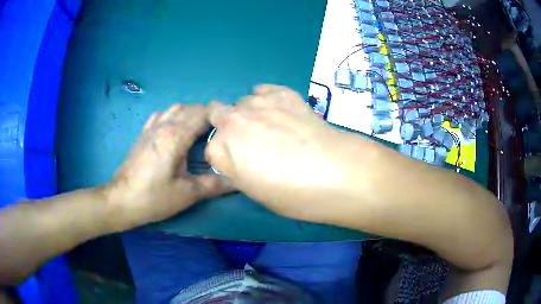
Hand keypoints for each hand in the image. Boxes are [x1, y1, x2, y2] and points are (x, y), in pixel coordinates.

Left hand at [105, 104, 232, 229]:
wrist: (122, 200)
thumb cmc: (154, 197)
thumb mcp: (187, 194)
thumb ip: (214, 185)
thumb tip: (238, 182)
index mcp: (175, 136)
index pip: (203, 113)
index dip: (219, 116)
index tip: (231, 127)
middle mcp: (163, 125)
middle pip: (191, 108)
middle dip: (208, 115)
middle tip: (219, 133)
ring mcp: (151, 127)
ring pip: (175, 108)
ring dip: (190, 114)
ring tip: (199, 131)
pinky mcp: (143, 133)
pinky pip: (161, 114)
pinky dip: (173, 116)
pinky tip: (174, 130)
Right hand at [206, 85, 357, 222]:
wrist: (334, 172)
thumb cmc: (293, 194)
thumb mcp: (256, 193)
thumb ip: (239, 170)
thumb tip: (242, 158)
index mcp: (221, 150)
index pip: (212, 149)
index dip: (227, 156)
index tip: (242, 164)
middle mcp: (232, 121)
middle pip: (217, 113)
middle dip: (228, 125)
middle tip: (251, 140)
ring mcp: (257, 102)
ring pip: (242, 102)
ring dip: (251, 113)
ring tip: (275, 126)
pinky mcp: (282, 92)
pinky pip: (263, 89)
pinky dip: (267, 97)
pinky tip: (280, 109)